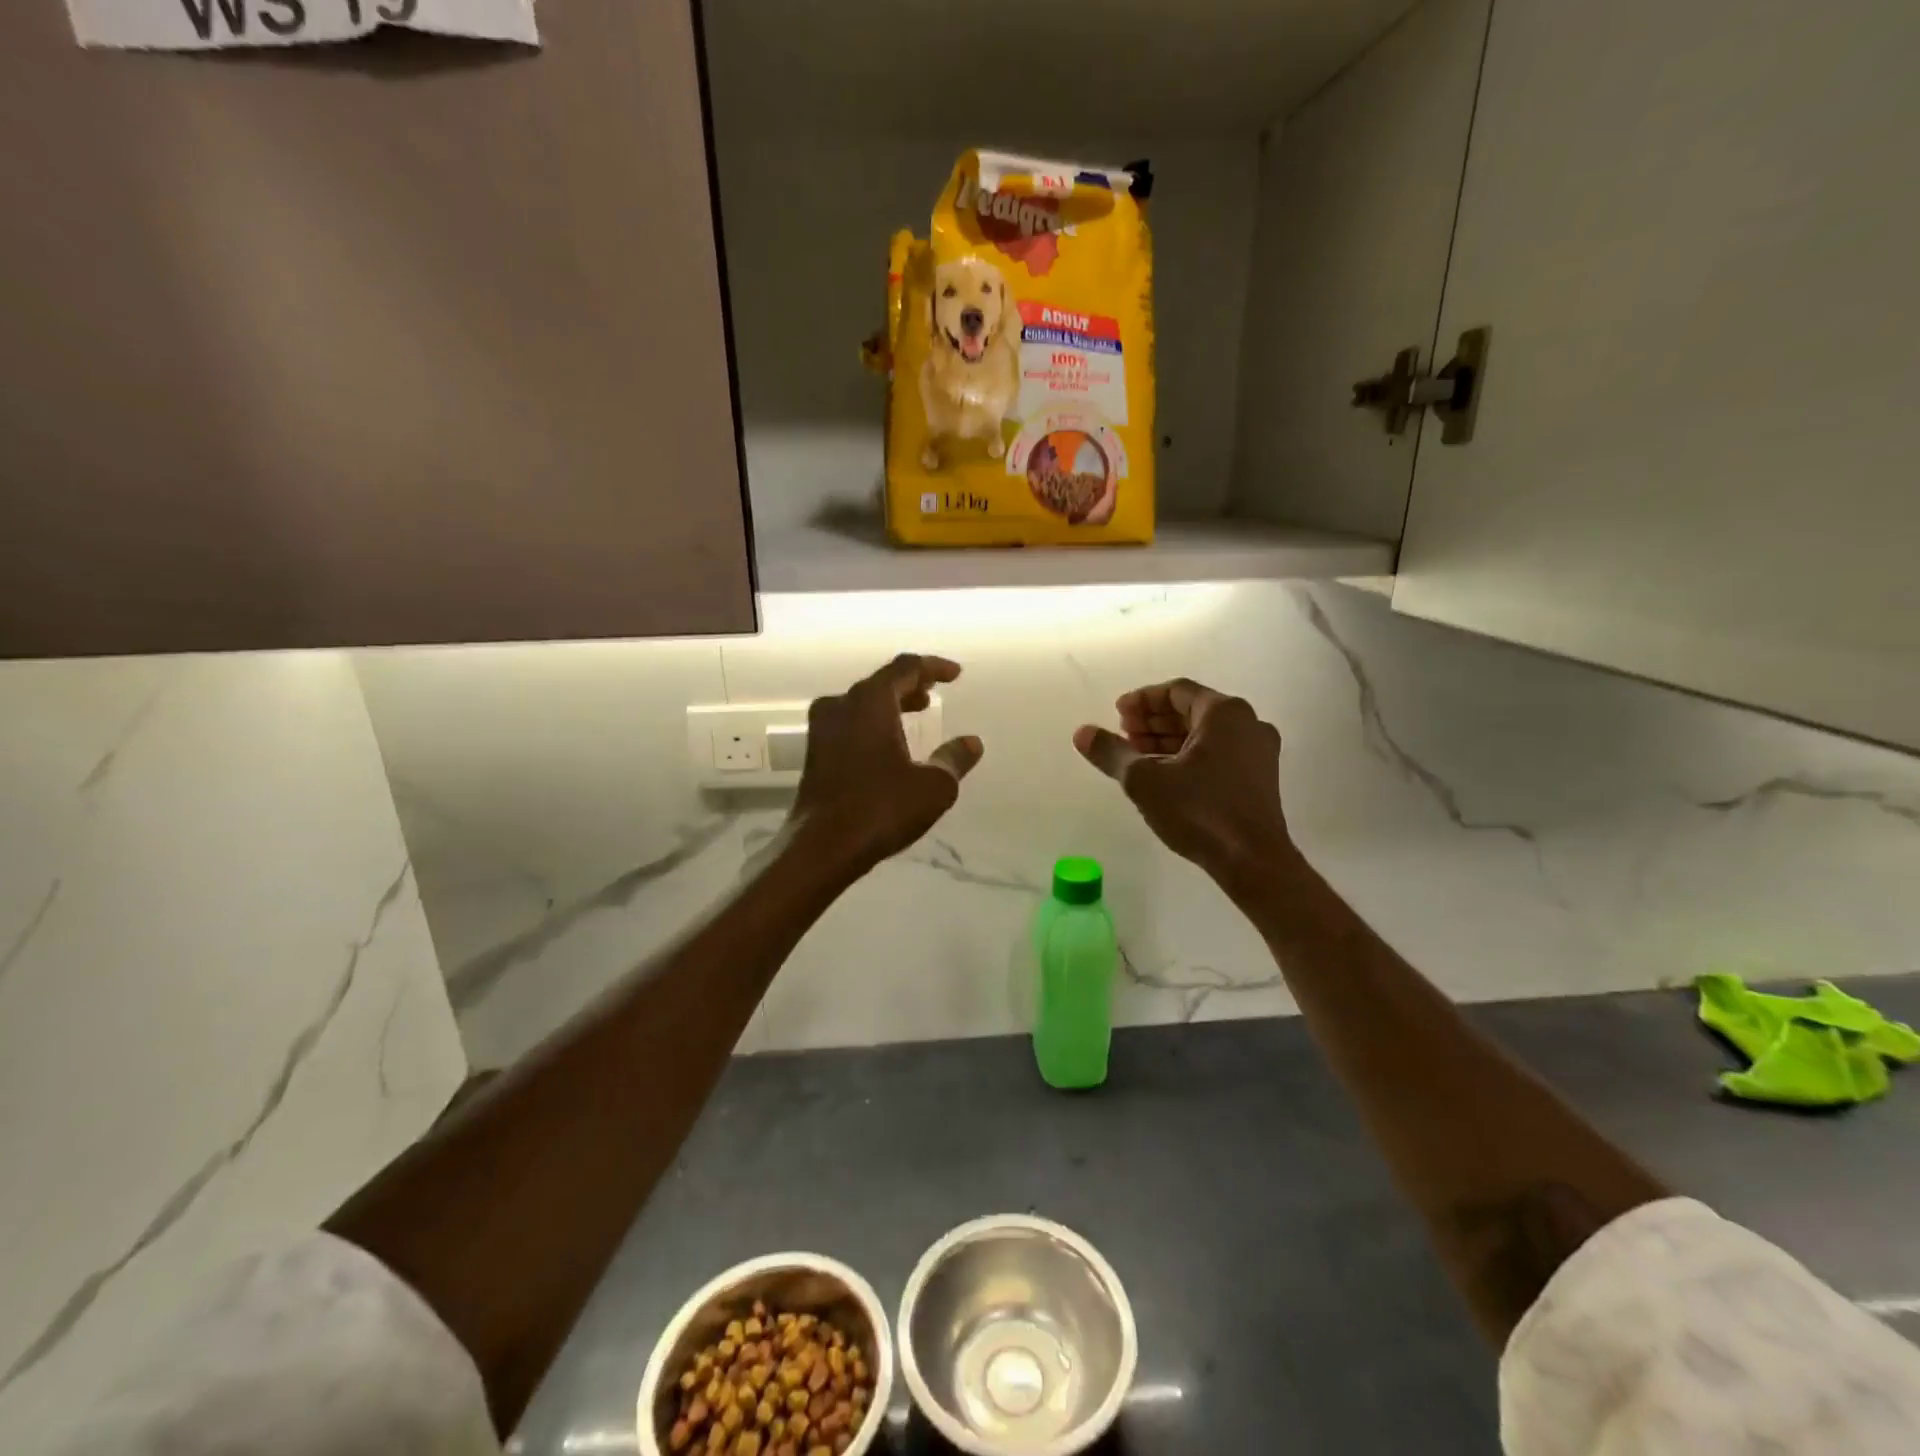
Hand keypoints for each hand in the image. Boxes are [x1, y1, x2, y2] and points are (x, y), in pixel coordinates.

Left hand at [789, 654, 983, 872]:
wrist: (822, 847)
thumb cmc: (881, 808)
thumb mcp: (934, 786)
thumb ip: (954, 758)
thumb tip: (972, 742)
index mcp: (870, 702)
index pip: (905, 667)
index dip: (933, 667)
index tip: (955, 675)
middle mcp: (841, 705)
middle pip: (880, 682)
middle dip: (911, 685)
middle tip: (934, 693)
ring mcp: (822, 730)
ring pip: (862, 703)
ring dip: (891, 704)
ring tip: (917, 713)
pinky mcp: (814, 754)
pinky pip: (849, 723)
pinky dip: (873, 723)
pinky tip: (889, 744)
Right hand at [1074, 678, 1292, 893]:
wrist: (1253, 862)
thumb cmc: (1199, 812)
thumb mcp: (1144, 780)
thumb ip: (1111, 751)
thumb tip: (1082, 732)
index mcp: (1224, 712)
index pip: (1176, 691)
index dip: (1142, 700)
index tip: (1117, 714)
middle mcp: (1247, 723)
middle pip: (1192, 710)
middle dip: (1154, 721)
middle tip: (1123, 734)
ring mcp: (1259, 751)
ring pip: (1205, 734)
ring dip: (1168, 739)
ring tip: (1137, 755)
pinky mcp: (1260, 778)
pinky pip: (1218, 753)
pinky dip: (1188, 755)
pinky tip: (1164, 775)